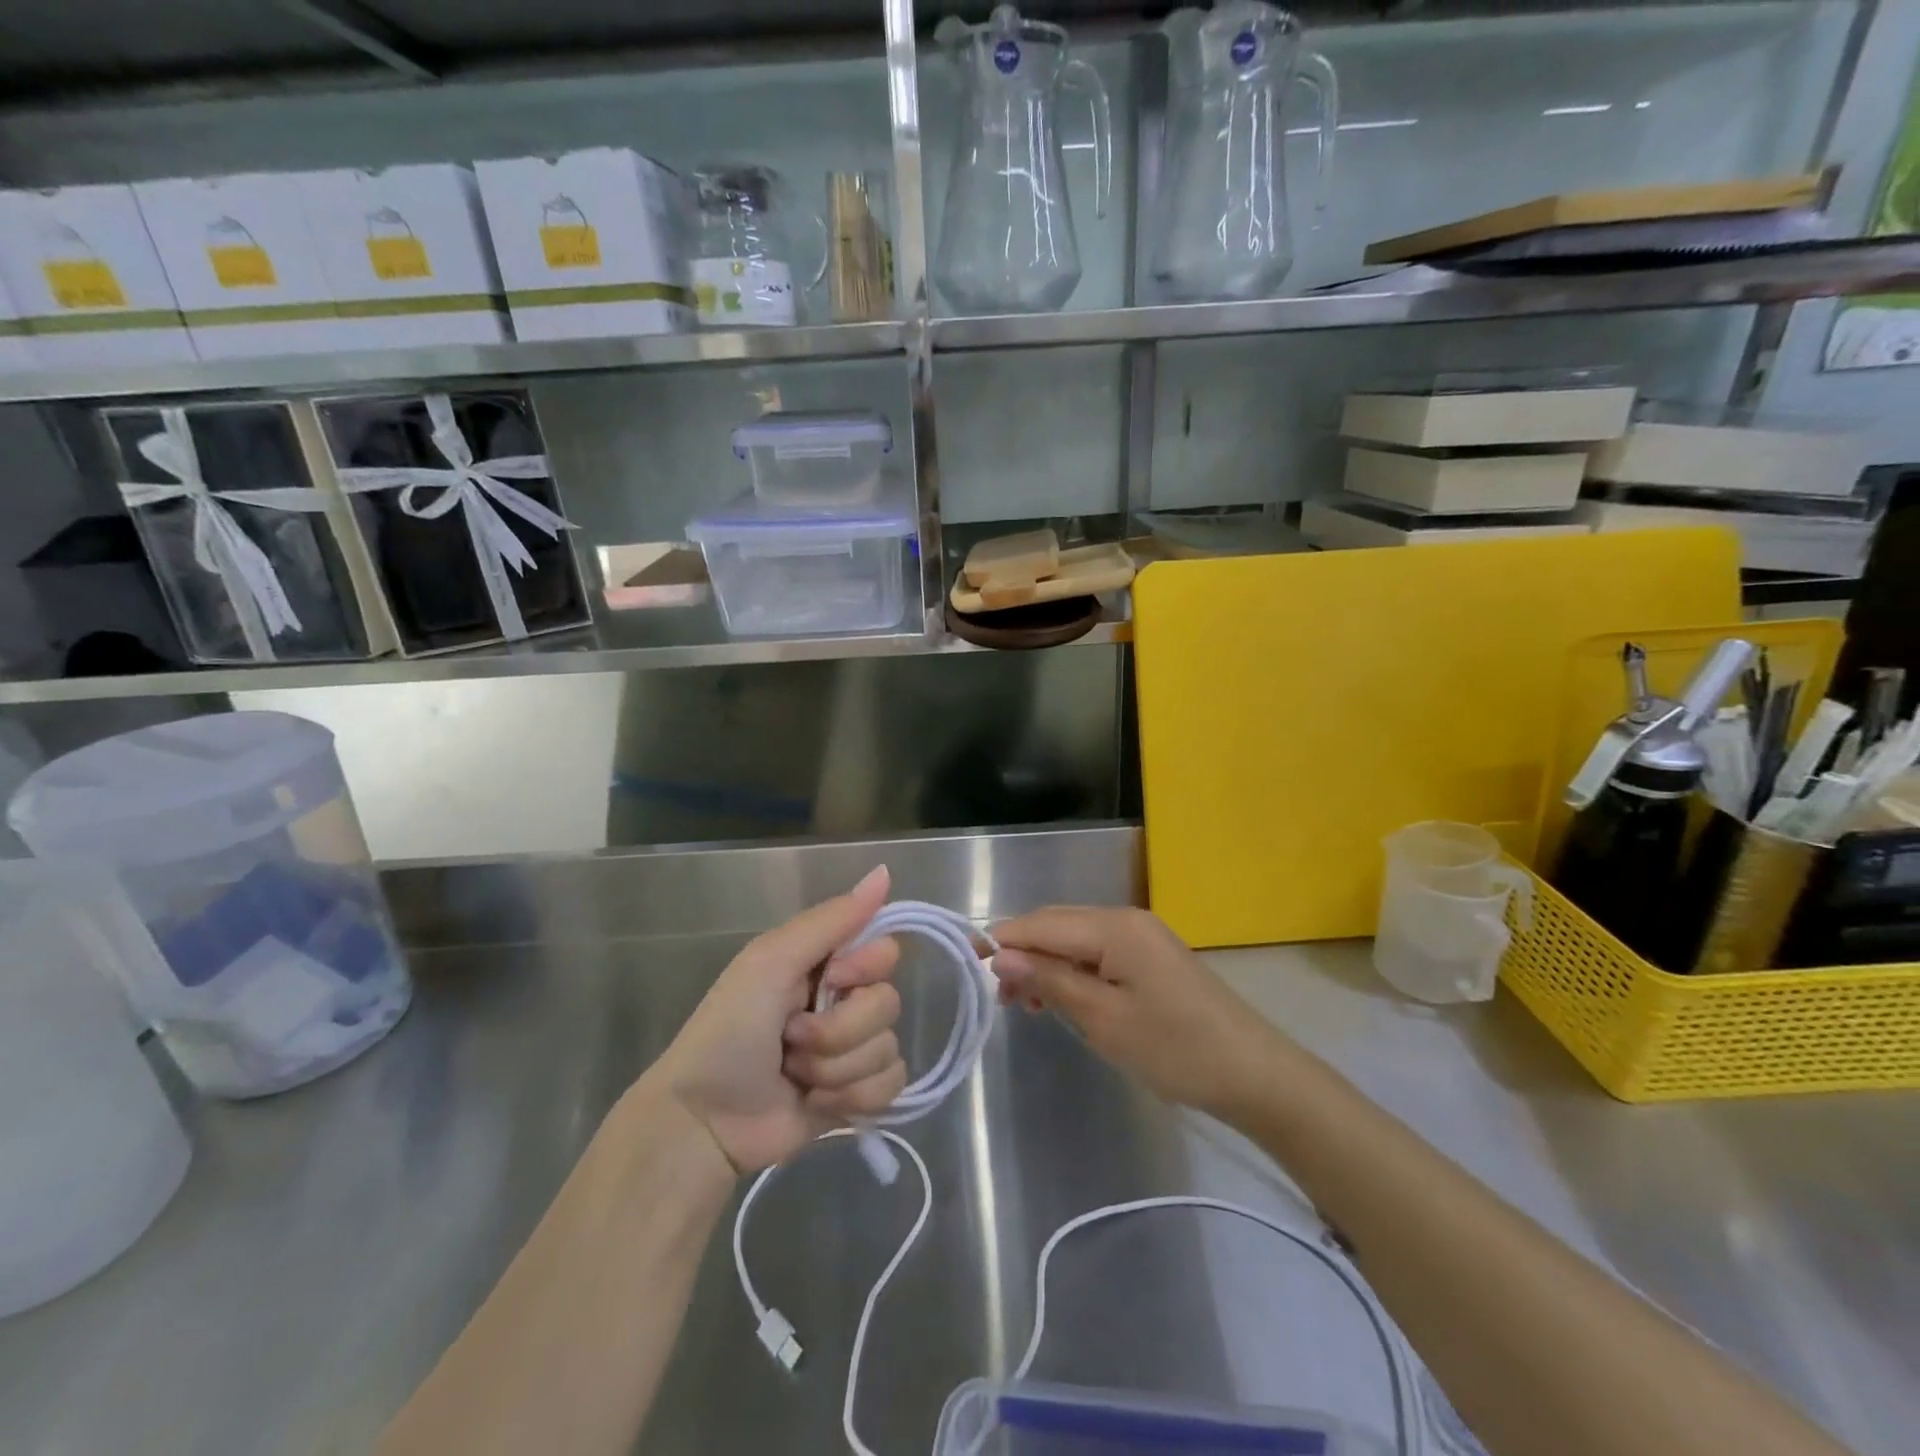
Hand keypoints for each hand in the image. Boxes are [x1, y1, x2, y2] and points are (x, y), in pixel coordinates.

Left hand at [655, 866, 906, 1173]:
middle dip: (840, 1030)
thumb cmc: (729, 1031)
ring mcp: (851, 1051)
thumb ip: (831, 919)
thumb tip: (885, 872)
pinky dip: (853, 1097)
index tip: (832, 981)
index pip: (885, 951)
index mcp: (824, 964)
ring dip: (837, 1068)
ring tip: (795, 1075)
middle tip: (794, 1038)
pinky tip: (816, 1102)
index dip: (866, 969)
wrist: (704, 1121)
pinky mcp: (856, 1096)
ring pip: (888, 1048)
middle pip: (889, 1003)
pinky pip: (891, 1086)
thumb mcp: (772, 961)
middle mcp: (842, 1002)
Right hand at [990, 906, 1287, 1117]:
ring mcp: (1141, 936)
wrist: (1253, 1073)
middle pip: (1057, 925)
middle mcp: (1125, 919)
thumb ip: (1051, 979)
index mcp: (1113, 927)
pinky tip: (1063, 999)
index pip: (1042, 923)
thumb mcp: (1103, 1019)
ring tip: (1029, 1005)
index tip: (967, 962)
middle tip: (1001, 997)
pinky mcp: (1151, 957)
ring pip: (1075, 939)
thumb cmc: (1174, 1049)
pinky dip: (1073, 971)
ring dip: (1047, 964)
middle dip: (1023, 953)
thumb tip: (1001, 955)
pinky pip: (1098, 953)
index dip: (1003, 940)